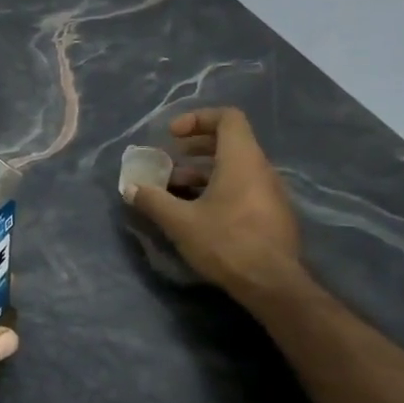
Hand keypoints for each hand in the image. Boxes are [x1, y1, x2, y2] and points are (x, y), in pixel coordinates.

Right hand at [129, 107, 303, 304]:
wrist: (273, 284)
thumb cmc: (226, 243)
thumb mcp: (180, 222)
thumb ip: (153, 201)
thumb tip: (130, 188)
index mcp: (242, 160)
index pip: (228, 118)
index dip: (198, 118)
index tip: (173, 136)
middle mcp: (261, 169)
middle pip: (230, 142)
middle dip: (195, 147)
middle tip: (169, 160)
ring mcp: (270, 193)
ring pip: (234, 169)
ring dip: (203, 173)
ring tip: (174, 191)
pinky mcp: (271, 215)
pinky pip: (242, 189)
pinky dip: (218, 190)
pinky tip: (196, 214)